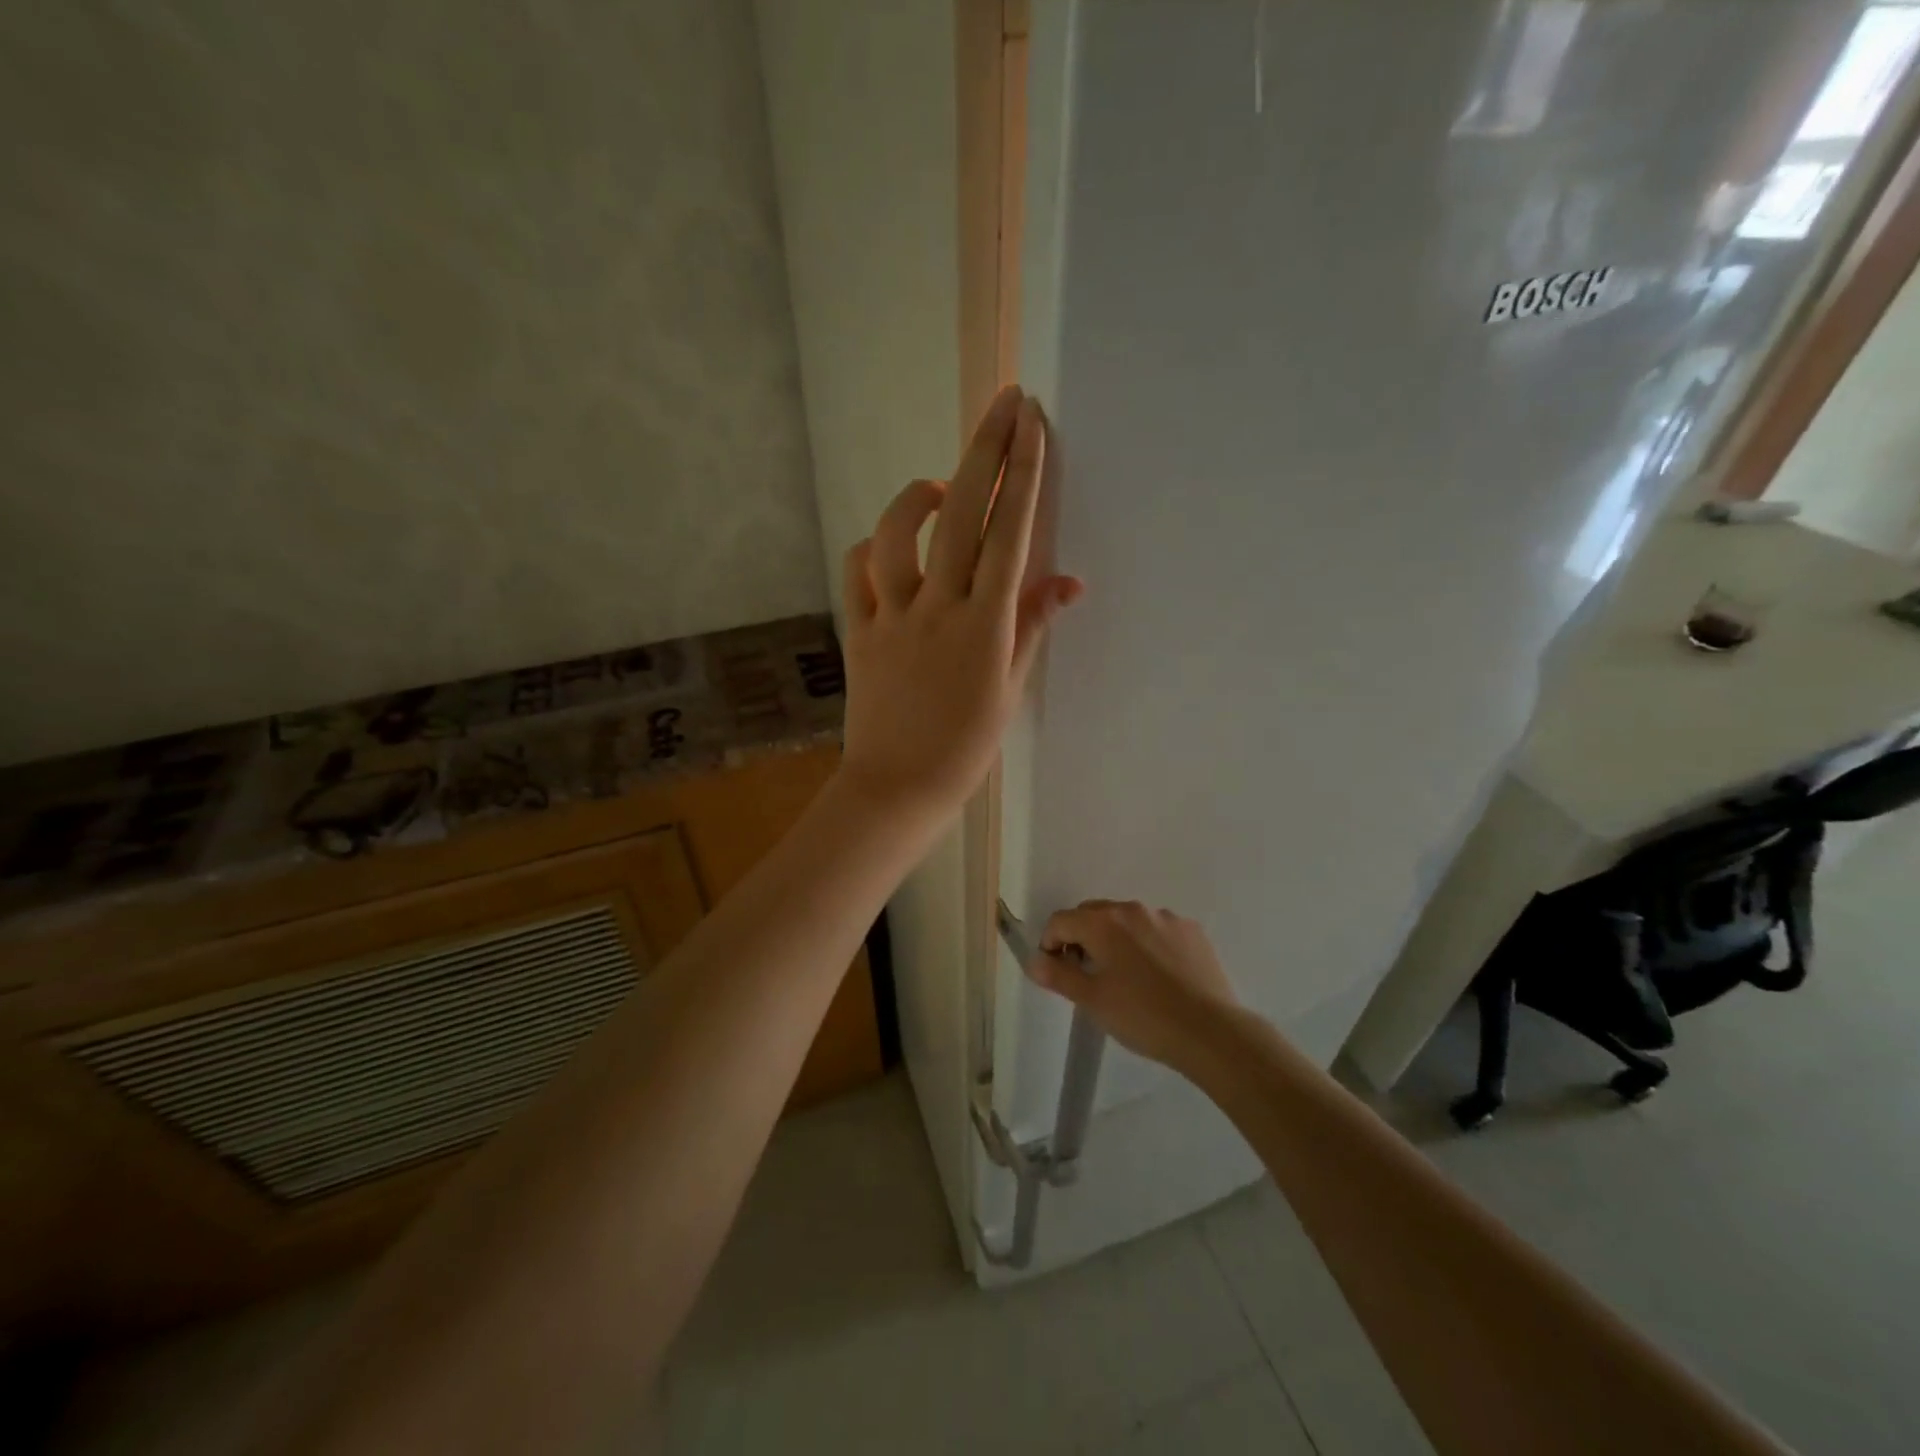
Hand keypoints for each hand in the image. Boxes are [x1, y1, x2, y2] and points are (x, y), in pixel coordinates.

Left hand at [838, 385, 1083, 822]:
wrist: (898, 787)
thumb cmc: (965, 748)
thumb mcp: (1010, 691)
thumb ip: (1032, 627)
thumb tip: (1067, 580)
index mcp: (985, 624)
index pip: (1010, 533)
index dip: (1023, 473)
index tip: (1032, 423)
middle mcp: (938, 608)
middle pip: (962, 515)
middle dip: (985, 450)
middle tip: (1003, 403)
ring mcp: (893, 617)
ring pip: (897, 534)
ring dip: (920, 498)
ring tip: (941, 490)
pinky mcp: (859, 630)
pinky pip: (857, 572)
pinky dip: (872, 549)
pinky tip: (890, 549)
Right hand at [1027, 901, 1243, 1069]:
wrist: (1210, 1031)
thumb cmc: (1142, 1016)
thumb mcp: (1092, 1000)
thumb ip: (1059, 975)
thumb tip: (1034, 960)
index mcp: (1103, 922)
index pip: (1061, 920)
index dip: (1050, 943)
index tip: (1056, 971)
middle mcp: (1133, 910)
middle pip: (1093, 914)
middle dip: (1081, 937)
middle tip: (1086, 974)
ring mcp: (1166, 918)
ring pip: (1127, 921)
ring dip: (1116, 939)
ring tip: (1125, 977)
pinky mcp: (1192, 931)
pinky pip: (1157, 930)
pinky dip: (1147, 944)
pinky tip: (1157, 976)